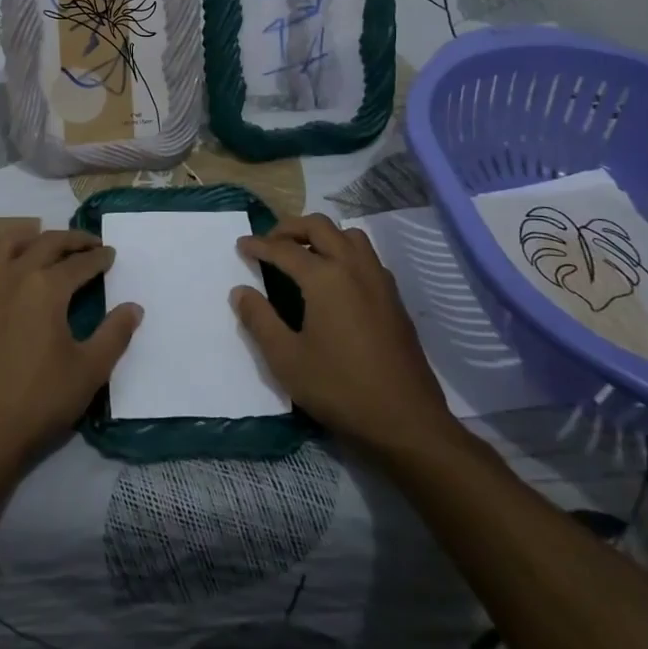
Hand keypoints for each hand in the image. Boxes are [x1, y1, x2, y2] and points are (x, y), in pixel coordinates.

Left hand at [0, 229, 140, 471]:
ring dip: (29, 238)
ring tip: (43, 241)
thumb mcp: (89, 370)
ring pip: (5, 245)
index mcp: (46, 287)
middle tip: (89, 244)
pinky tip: (0, 274)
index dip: (99, 258)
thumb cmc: (40, 400)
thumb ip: (115, 334)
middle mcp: (13, 277)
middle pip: (45, 243)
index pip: (79, 263)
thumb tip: (134, 307)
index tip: (111, 254)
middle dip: (71, 239)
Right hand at [234, 214, 459, 456]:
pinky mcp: (394, 298)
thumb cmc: (340, 389)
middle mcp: (354, 267)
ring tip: (303, 255)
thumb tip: (241, 292)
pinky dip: (344, 252)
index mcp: (325, 277)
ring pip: (349, 236)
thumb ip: (260, 320)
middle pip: (320, 227)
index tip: (241, 245)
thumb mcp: (286, 359)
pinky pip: (366, 257)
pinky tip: (335, 280)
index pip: (284, 249)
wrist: (406, 422)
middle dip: (290, 228)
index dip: (259, 245)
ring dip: (322, 235)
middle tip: (270, 243)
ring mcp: (379, 280)